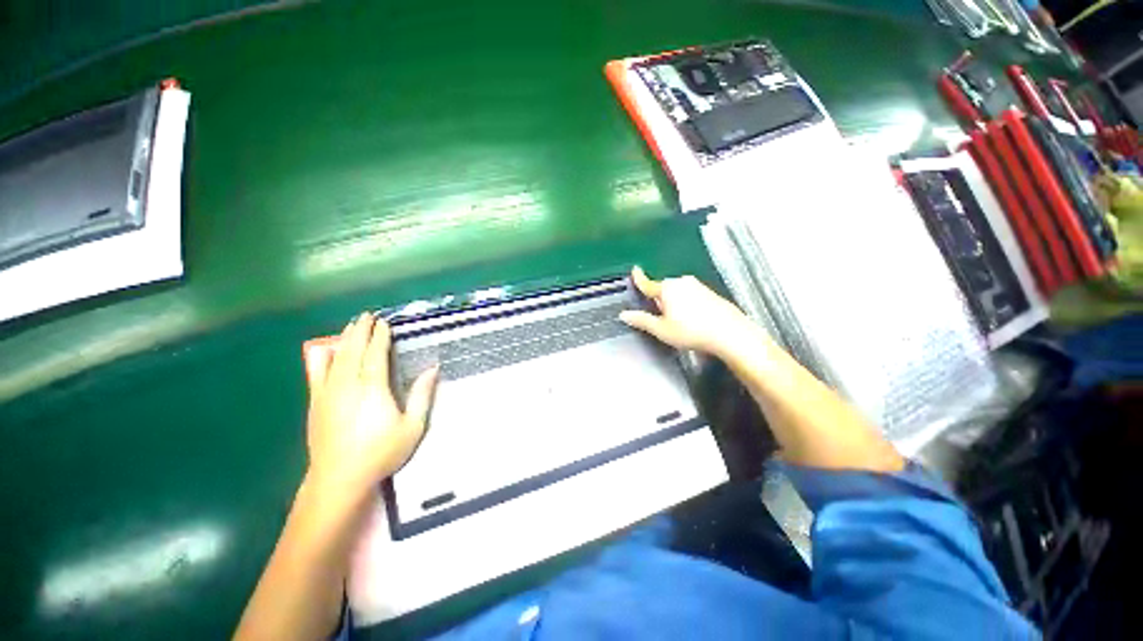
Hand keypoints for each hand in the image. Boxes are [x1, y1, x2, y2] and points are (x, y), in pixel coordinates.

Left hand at [303, 313, 438, 500]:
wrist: (339, 478)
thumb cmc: (381, 452)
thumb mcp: (412, 426)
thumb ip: (422, 395)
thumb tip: (433, 369)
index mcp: (373, 388)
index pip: (376, 354)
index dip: (380, 337)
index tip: (384, 323)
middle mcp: (348, 384)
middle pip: (353, 350)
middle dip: (360, 331)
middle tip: (367, 316)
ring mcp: (328, 392)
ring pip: (336, 358)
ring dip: (344, 339)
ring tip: (351, 326)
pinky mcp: (316, 403)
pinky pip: (317, 373)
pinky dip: (323, 358)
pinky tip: (325, 350)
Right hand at [619, 267, 760, 359]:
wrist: (729, 333)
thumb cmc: (691, 331)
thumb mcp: (661, 329)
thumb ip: (642, 320)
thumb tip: (624, 315)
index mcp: (667, 288)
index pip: (648, 283)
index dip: (639, 279)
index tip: (635, 270)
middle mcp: (682, 282)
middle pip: (663, 288)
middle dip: (659, 298)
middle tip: (659, 316)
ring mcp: (698, 286)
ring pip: (678, 292)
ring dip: (673, 302)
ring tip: (677, 321)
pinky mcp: (710, 293)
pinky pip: (691, 295)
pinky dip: (687, 303)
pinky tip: (692, 319)